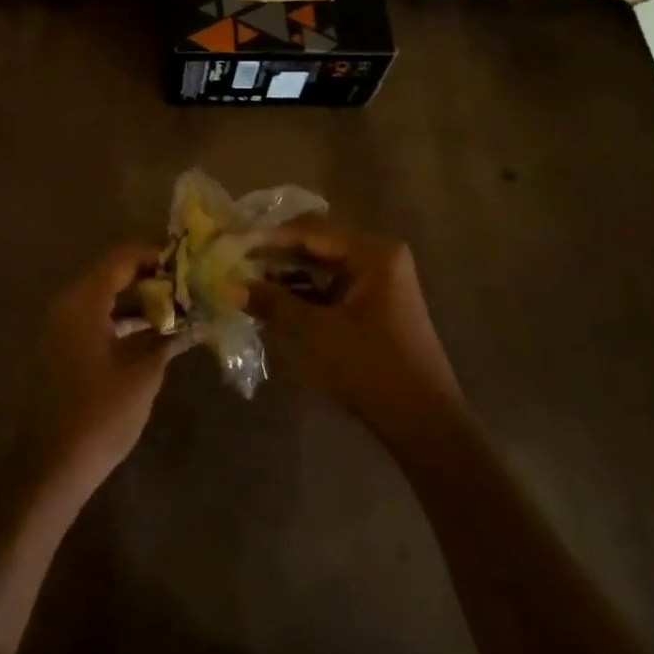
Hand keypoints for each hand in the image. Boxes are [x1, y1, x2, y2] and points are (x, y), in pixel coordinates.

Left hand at [18, 244, 192, 495]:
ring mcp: (62, 327)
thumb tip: (202, 321)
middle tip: (190, 286)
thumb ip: (171, 337)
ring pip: (106, 298)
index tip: (190, 261)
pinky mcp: (63, 349)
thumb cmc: (100, 413)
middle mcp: (68, 304)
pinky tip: (155, 333)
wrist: (51, 466)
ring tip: (181, 308)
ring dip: (141, 301)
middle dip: (153, 278)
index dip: (157, 255)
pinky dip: (124, 320)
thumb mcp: (144, 371)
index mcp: (84, 300)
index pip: (124, 257)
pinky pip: (97, 319)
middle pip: (114, 274)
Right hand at [248, 220, 464, 446]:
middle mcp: (378, 257)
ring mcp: (378, 282)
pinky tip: (273, 302)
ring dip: (287, 275)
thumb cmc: (370, 367)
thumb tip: (230, 286)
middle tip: (235, 260)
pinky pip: (332, 287)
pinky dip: (304, 293)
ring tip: (246, 280)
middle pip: (317, 243)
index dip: (268, 237)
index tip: (232, 242)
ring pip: (322, 267)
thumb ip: (272, 302)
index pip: (310, 230)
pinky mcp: (374, 307)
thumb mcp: (315, 332)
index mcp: (372, 252)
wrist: (423, 423)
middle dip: (276, 254)